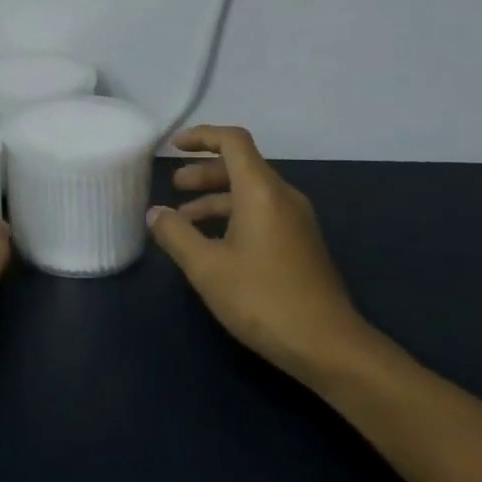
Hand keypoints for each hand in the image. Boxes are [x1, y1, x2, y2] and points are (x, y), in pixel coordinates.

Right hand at [148, 125, 380, 388]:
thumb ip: (175, 234)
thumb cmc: (262, 298)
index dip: (201, 136)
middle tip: (173, 187)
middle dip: (203, 172)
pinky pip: (261, 213)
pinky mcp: (300, 244)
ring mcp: (296, 222)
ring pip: (250, 193)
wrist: (327, 345)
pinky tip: (212, 244)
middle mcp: (283, 197)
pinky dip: (232, 216)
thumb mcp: (206, 267)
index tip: (173, 147)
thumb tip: (155, 213)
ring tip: (184, 220)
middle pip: (241, 166)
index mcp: (261, 192)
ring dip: (215, 198)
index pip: (233, 142)